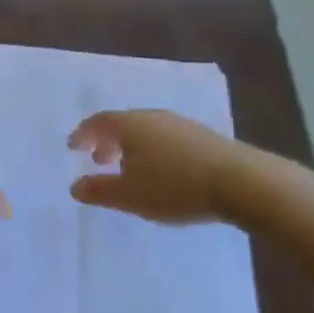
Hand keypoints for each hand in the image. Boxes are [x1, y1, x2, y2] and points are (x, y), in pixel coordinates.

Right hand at [68, 109, 313, 226]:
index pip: (98, 122)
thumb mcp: (129, 195)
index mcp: (130, 125)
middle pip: (123, 124)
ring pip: (146, 131)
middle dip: (107, 141)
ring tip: (130, 170)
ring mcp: (180, 124)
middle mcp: (153, 117)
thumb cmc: (175, 186)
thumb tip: (74, 186)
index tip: (73, 147)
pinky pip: (166, 139)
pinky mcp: (203, 137)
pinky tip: (162, 173)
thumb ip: (99, 191)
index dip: (82, 134)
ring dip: (131, 147)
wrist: (240, 181)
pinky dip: (153, 151)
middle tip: (99, 160)